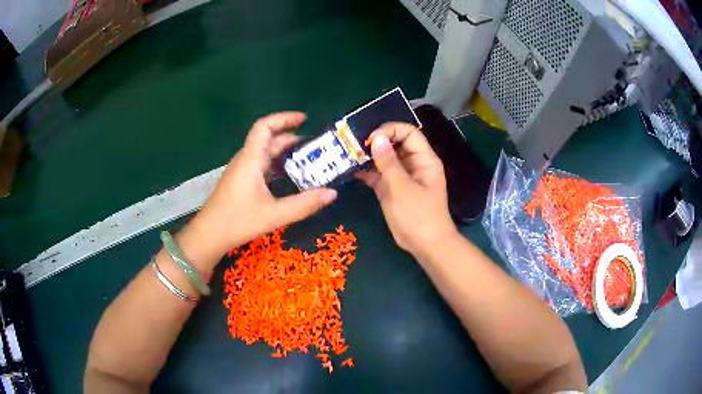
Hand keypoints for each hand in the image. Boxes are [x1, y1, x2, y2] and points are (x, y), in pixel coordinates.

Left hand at [191, 112, 337, 256]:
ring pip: (264, 153)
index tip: (304, 119)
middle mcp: (246, 160)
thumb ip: (304, 204)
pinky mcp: (240, 182)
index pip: (265, 126)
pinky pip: (261, 165)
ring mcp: (241, 171)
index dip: (284, 118)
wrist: (209, 235)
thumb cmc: (238, 221)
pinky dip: (277, 165)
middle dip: (291, 138)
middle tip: (315, 145)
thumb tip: (332, 193)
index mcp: (251, 159)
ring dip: (284, 152)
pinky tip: (289, 177)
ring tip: (307, 159)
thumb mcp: (274, 215)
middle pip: (268, 139)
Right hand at [356, 123, 456, 256]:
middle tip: (354, 144)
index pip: (408, 133)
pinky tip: (352, 170)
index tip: (371, 138)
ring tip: (349, 154)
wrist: (425, 245)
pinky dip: (367, 172)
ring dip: (369, 157)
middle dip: (376, 142)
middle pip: (395, 143)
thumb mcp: (402, 187)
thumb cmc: (418, 215)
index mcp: (424, 159)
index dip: (390, 130)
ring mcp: (402, 177)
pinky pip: (379, 175)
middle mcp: (414, 164)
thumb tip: (376, 138)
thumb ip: (388, 162)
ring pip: (385, 159)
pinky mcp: (393, 189)